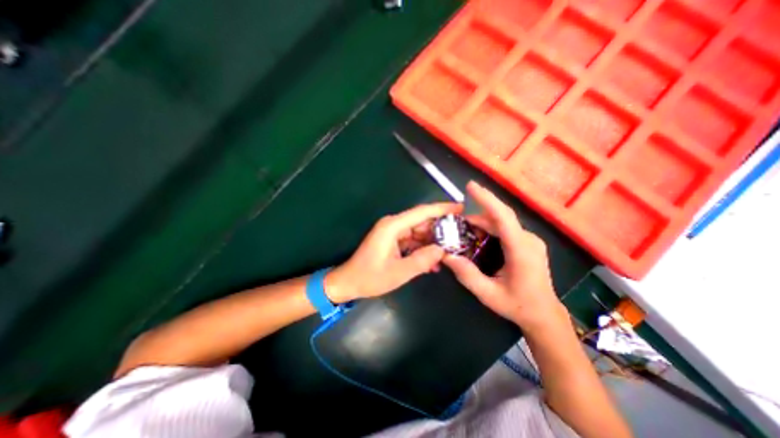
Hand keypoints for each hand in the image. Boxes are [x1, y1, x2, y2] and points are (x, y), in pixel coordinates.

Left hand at [324, 202, 457, 302]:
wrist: (349, 283)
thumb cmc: (370, 277)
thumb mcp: (399, 272)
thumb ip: (422, 261)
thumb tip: (442, 250)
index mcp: (392, 226)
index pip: (422, 212)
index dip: (442, 209)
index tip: (461, 208)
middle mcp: (393, 225)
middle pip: (422, 221)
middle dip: (441, 228)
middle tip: (461, 235)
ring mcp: (393, 233)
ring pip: (419, 232)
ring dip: (433, 241)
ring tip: (450, 252)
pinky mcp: (393, 241)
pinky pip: (412, 241)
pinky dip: (423, 249)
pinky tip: (433, 261)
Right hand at [444, 182, 566, 331]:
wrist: (545, 315)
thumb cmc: (518, 305)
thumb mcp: (488, 294)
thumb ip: (467, 275)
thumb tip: (446, 256)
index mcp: (521, 250)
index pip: (503, 217)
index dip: (486, 199)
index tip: (470, 186)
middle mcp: (528, 239)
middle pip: (498, 218)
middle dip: (475, 216)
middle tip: (454, 223)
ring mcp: (530, 240)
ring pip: (501, 222)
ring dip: (481, 223)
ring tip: (462, 231)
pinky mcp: (527, 242)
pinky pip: (505, 228)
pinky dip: (488, 229)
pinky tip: (477, 237)